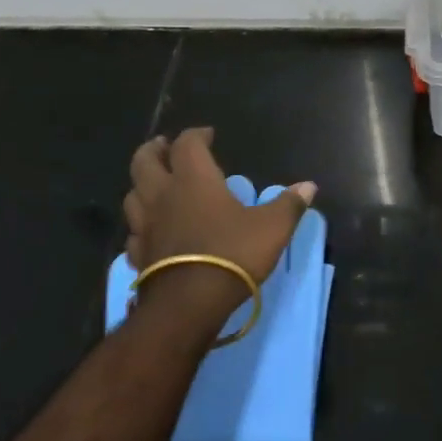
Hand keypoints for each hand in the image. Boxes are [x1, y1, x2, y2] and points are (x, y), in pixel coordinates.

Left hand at [124, 128, 315, 330]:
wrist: (188, 305)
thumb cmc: (231, 255)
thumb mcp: (272, 228)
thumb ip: (288, 205)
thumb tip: (309, 186)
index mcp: (194, 179)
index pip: (187, 144)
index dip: (196, 135)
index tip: (207, 135)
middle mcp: (163, 195)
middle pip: (144, 161)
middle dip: (154, 150)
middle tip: (166, 148)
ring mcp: (144, 225)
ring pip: (132, 194)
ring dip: (142, 184)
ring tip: (156, 185)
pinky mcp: (137, 255)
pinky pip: (133, 231)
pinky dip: (140, 224)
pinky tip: (151, 230)